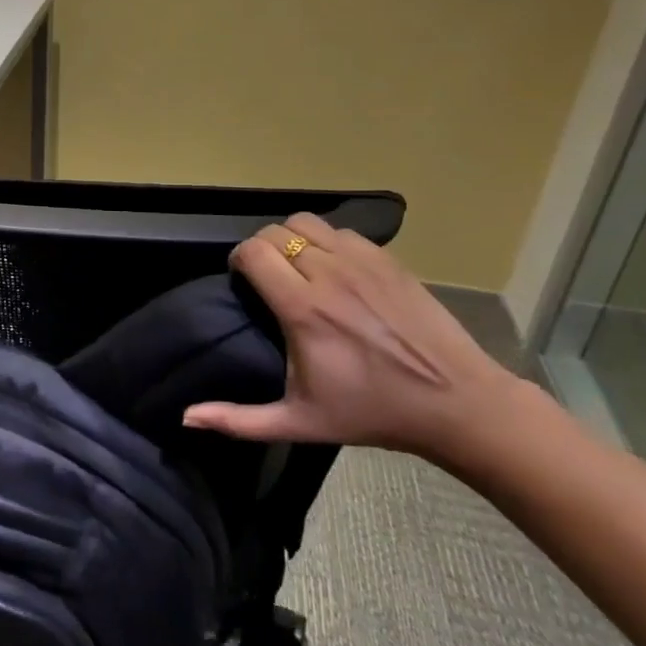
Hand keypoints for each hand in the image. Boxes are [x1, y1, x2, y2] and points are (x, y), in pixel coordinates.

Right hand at [183, 212, 525, 461]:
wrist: (457, 403)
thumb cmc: (373, 413)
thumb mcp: (301, 422)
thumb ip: (239, 420)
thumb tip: (187, 417)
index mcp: (303, 309)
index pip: (253, 252)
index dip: (238, 260)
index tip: (242, 281)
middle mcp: (329, 274)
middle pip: (274, 231)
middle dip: (261, 248)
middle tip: (266, 276)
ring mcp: (363, 261)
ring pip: (307, 222)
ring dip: (292, 238)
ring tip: (298, 266)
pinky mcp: (389, 259)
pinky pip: (342, 231)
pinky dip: (327, 241)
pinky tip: (334, 269)